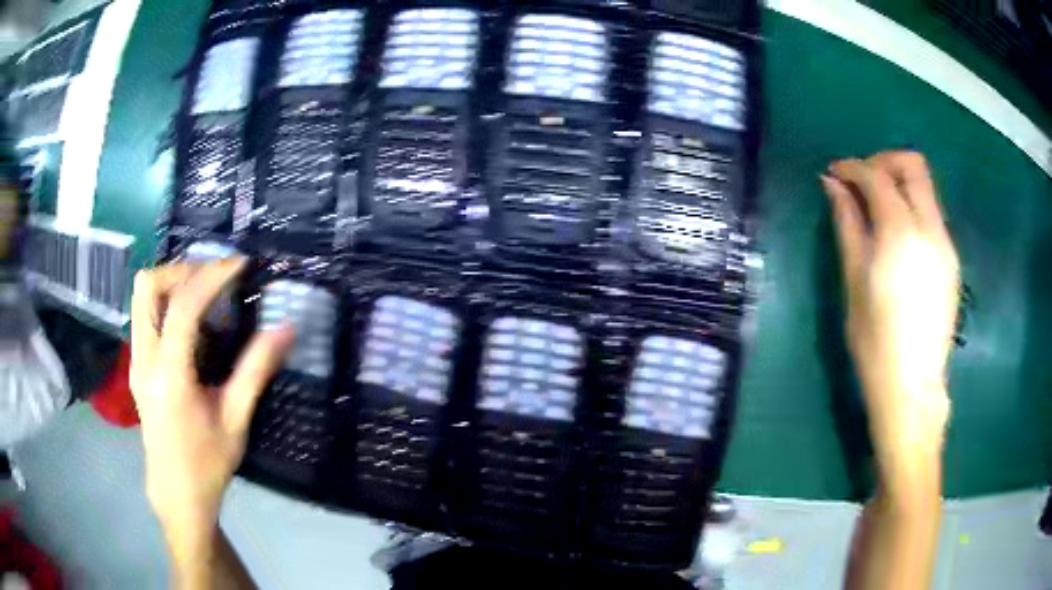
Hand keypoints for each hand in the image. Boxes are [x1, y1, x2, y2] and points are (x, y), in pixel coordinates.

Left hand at [129, 258, 292, 563]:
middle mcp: (144, 359)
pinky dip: (166, 302)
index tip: (240, 265)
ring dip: (171, 284)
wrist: (176, 495)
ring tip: (204, 294)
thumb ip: (256, 370)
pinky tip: (191, 323)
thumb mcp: (235, 420)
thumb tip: (286, 329)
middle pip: (148, 286)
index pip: (183, 306)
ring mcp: (136, 361)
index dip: (212, 276)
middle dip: (181, 271)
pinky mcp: (137, 366)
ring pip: (141, 297)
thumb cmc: (207, 464)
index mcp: (169, 375)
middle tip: (213, 280)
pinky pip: (145, 315)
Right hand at [822, 152, 957, 490]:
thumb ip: (847, 225)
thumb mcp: (854, 281)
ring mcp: (946, 244)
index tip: (834, 174)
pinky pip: (932, 214)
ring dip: (899, 184)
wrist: (912, 386)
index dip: (852, 167)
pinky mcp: (952, 260)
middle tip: (861, 182)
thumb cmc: (875, 341)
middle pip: (913, 166)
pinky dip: (912, 208)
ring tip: (877, 209)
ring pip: (926, 188)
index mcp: (901, 233)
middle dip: (883, 162)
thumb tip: (833, 185)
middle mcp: (930, 228)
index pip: (878, 176)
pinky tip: (897, 237)